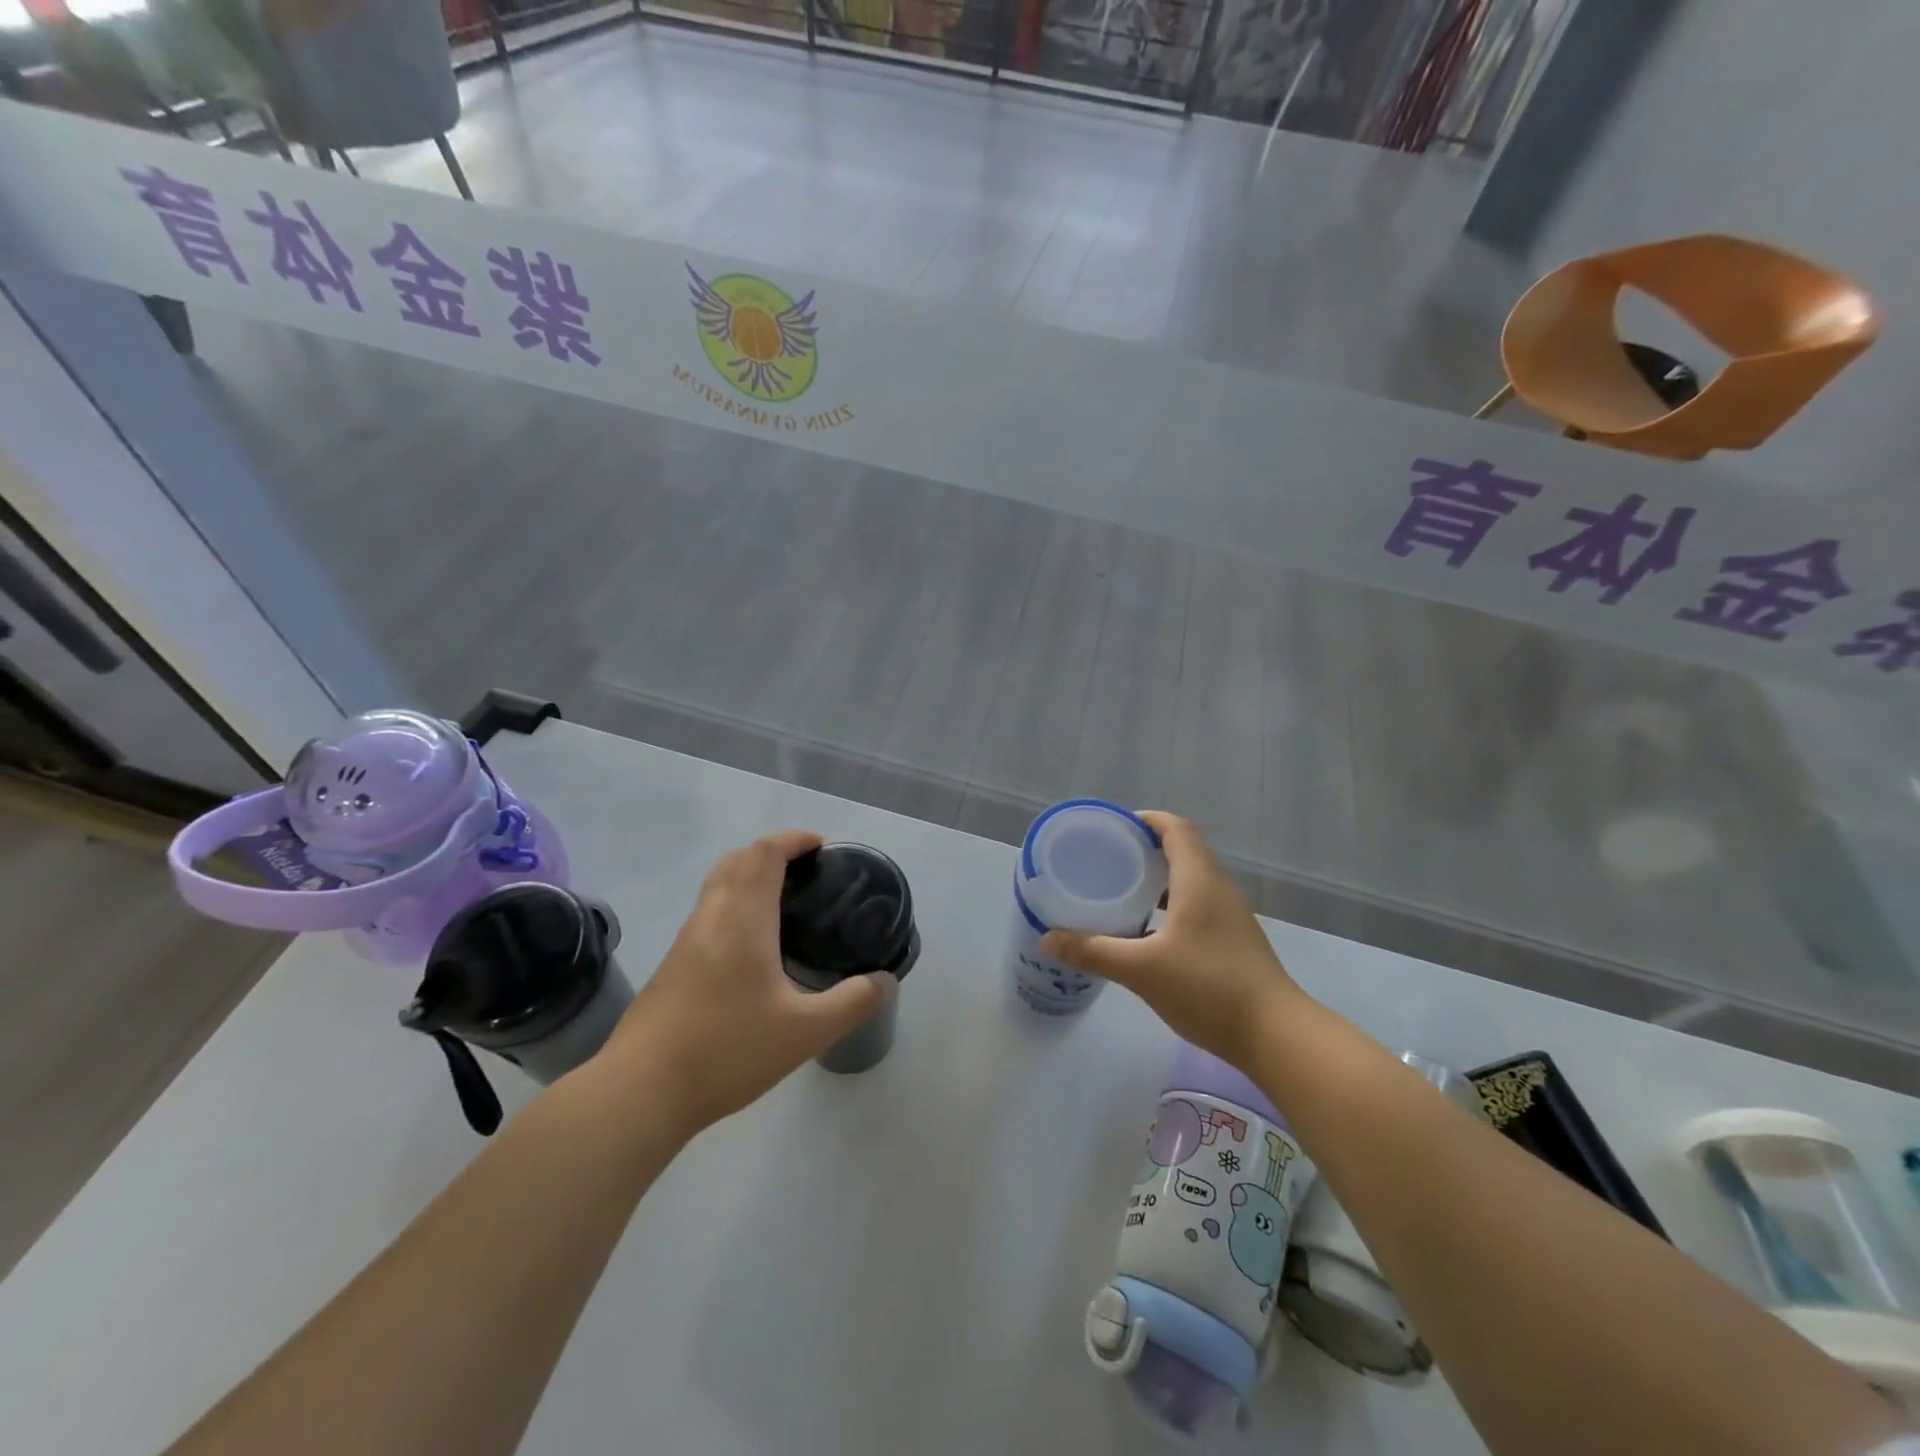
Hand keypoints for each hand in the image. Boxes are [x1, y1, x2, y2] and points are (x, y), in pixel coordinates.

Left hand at [606, 830, 896, 1134]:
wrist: (640, 1091)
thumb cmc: (726, 1051)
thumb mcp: (805, 1032)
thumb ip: (852, 1002)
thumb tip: (887, 981)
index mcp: (743, 919)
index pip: (764, 853)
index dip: (792, 839)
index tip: (821, 846)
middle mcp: (711, 918)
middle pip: (737, 860)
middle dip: (771, 852)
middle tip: (806, 871)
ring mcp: (686, 940)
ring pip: (717, 885)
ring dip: (749, 875)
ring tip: (785, 901)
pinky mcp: (673, 965)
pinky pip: (708, 912)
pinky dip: (734, 902)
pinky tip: (753, 945)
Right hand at [1042, 812, 1304, 1070]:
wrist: (1275, 1034)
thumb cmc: (1208, 987)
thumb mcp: (1141, 969)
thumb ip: (1093, 950)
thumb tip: (1048, 938)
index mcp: (1199, 879)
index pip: (1175, 828)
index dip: (1146, 820)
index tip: (1113, 827)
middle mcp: (1218, 888)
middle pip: (1183, 850)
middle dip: (1145, 848)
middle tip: (1107, 859)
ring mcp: (1230, 915)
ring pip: (1191, 880)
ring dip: (1158, 878)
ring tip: (1122, 890)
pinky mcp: (1234, 940)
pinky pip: (1198, 905)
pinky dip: (1170, 904)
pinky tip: (1148, 931)